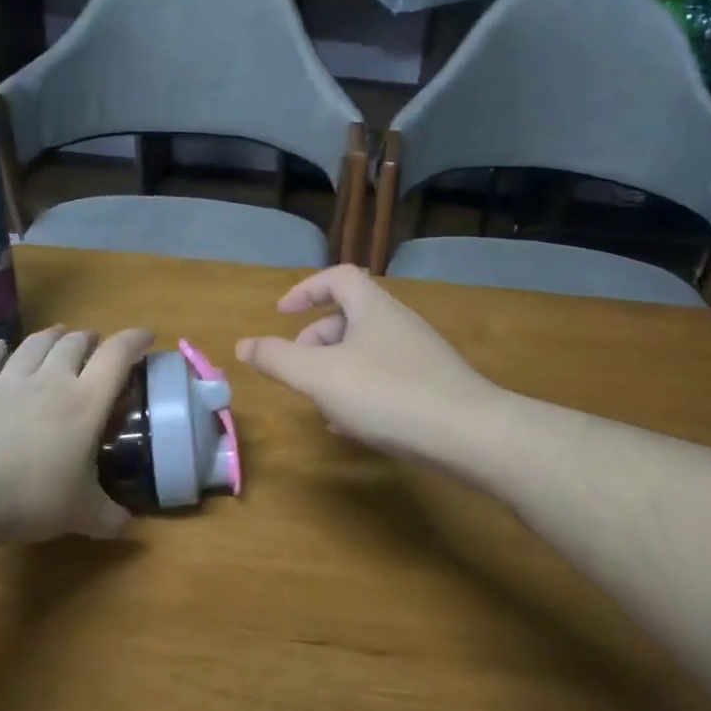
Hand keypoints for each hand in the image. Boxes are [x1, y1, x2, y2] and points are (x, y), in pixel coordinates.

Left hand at [0, 325, 153, 542]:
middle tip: (95, 344)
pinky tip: (0, 349)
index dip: (134, 340)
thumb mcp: (80, 514)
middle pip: (74, 343)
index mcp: (86, 402)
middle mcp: (50, 380)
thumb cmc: (31, 497)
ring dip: (51, 337)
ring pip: (34, 344)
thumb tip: (126, 526)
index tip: (145, 336)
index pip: (117, 356)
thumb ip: (108, 516)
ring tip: (58, 335)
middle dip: (89, 339)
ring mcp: (7, 380)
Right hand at [236, 266, 496, 465]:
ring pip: (365, 353)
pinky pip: (385, 379)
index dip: (305, 290)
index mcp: (372, 308)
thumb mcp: (321, 376)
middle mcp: (398, 323)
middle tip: (296, 370)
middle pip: (349, 318)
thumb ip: (278, 359)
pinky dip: (360, 393)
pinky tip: (352, 426)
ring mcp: (419, 356)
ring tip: (319, 404)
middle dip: (315, 341)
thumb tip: (243, 345)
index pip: (338, 277)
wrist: (468, 433)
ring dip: (335, 372)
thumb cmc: (387, 394)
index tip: (280, 314)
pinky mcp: (432, 387)